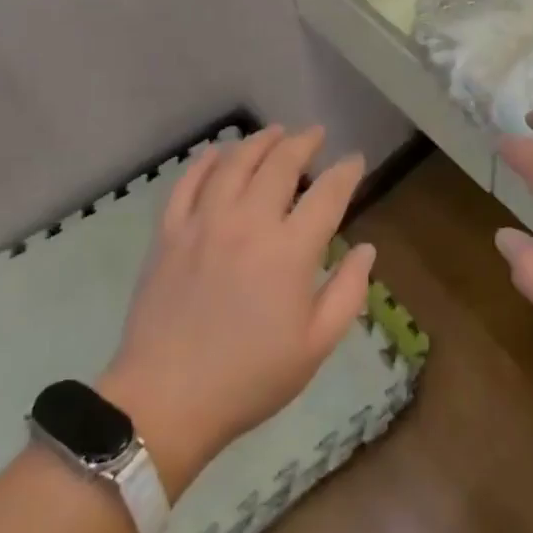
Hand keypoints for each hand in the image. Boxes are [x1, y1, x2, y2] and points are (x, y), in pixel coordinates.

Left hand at [99, 126, 373, 495]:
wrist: (166, 400)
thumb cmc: (250, 378)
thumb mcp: (315, 346)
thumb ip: (347, 292)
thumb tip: (366, 249)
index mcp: (290, 251)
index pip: (327, 194)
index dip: (346, 172)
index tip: (356, 160)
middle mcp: (249, 223)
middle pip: (281, 164)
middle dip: (304, 143)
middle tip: (315, 134)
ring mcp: (204, 223)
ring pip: (235, 163)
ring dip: (259, 141)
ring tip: (275, 132)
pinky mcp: (170, 232)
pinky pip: (188, 182)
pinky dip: (206, 161)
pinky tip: (219, 153)